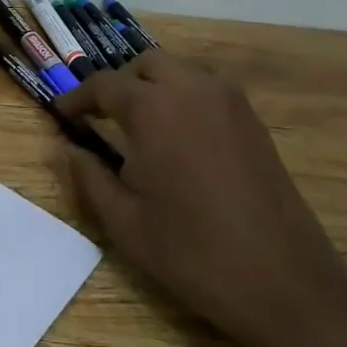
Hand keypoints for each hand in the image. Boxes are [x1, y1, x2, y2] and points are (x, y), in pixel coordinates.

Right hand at [55, 54, 346, 346]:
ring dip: (154, 85)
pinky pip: (208, 88)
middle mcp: (192, 89)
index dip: (78, 98)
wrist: (284, 282)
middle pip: (145, 64)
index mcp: (153, 109)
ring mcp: (230, 101)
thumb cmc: (192, 252)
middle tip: (102, 117)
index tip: (62, 116)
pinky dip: (184, 96)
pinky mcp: (253, 121)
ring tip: (140, 124)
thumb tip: (63, 148)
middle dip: (119, 84)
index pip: (104, 85)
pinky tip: (178, 137)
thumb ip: (87, 176)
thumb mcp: (124, 221)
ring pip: (180, 70)